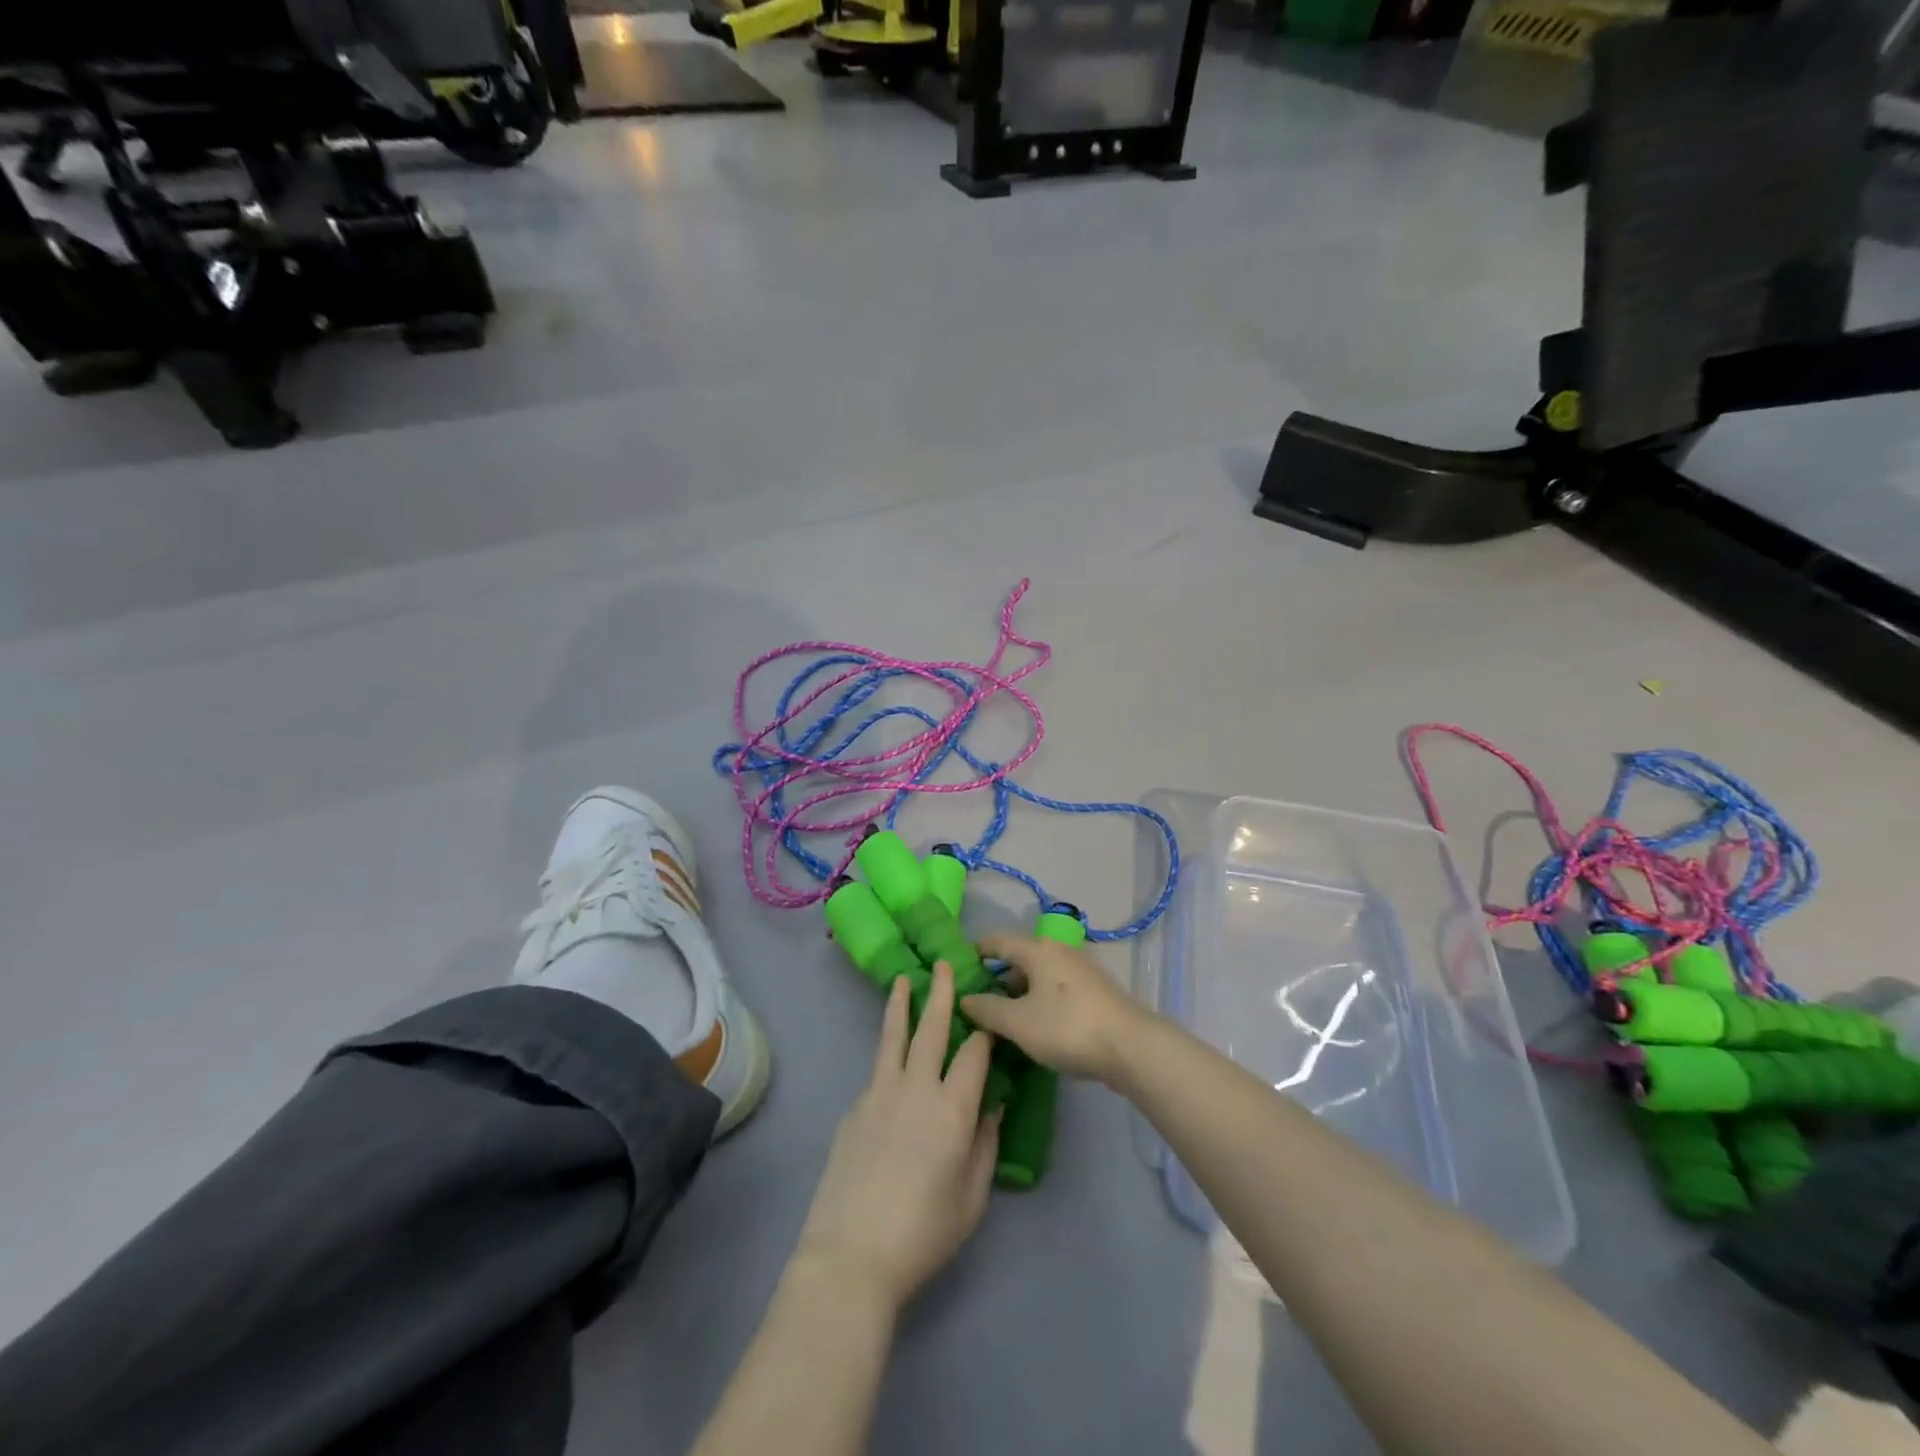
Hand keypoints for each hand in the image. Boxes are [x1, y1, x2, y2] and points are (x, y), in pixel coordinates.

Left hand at [796, 962, 1001, 1311]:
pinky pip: (878, 1070)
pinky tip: (893, 1060)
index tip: (992, 1015)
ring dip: (901, 1005)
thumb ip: (985, 1144)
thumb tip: (993, 1104)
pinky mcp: (855, 1106)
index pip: (974, 1053)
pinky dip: (888, 1053)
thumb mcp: (972, 1197)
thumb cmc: (924, 1232)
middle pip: (931, 1028)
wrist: (851, 1254)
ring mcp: (879, 1093)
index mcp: (952, 1109)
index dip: (985, 1031)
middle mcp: (916, 1088)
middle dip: (941, 993)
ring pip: (894, 1037)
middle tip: (944, 964)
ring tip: (904, 979)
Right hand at [960, 934, 1148, 1083]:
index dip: (976, 950)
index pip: (997, 940)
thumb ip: (988, 1009)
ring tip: (1004, 1019)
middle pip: (1020, 958)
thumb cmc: (1067, 1027)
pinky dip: (1040, 1000)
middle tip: (978, 1002)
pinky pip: (1057, 989)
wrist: (1131, 1047)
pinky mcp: (1095, 991)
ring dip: (1020, 992)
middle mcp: (1059, 951)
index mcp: (1037, 950)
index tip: (959, 965)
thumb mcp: (1018, 1022)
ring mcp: (1081, 970)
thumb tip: (965, 998)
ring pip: (1040, 975)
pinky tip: (1036, 1025)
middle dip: (998, 977)